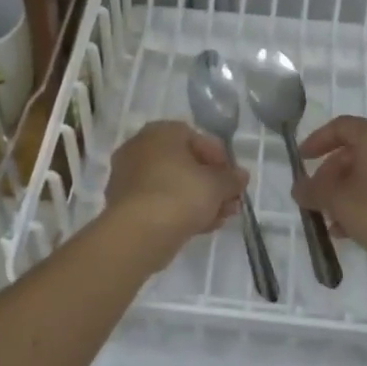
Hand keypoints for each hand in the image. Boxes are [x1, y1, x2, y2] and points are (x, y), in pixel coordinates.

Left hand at [103, 121, 247, 269]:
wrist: (138, 233)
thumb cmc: (180, 195)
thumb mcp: (216, 185)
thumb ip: (231, 178)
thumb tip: (241, 176)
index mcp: (160, 132)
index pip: (197, 138)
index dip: (220, 159)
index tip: (233, 179)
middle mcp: (140, 147)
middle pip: (185, 163)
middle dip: (211, 183)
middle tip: (230, 201)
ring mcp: (129, 176)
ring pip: (173, 185)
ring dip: (199, 199)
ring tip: (221, 218)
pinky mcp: (125, 204)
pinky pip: (160, 201)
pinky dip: (180, 210)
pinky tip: (202, 226)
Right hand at [293, 116, 366, 274]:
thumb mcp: (338, 201)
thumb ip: (313, 190)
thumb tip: (299, 188)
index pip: (341, 126)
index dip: (317, 141)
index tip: (301, 161)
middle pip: (356, 151)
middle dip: (331, 175)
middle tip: (315, 198)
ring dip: (348, 192)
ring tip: (331, 221)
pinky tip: (354, 230)